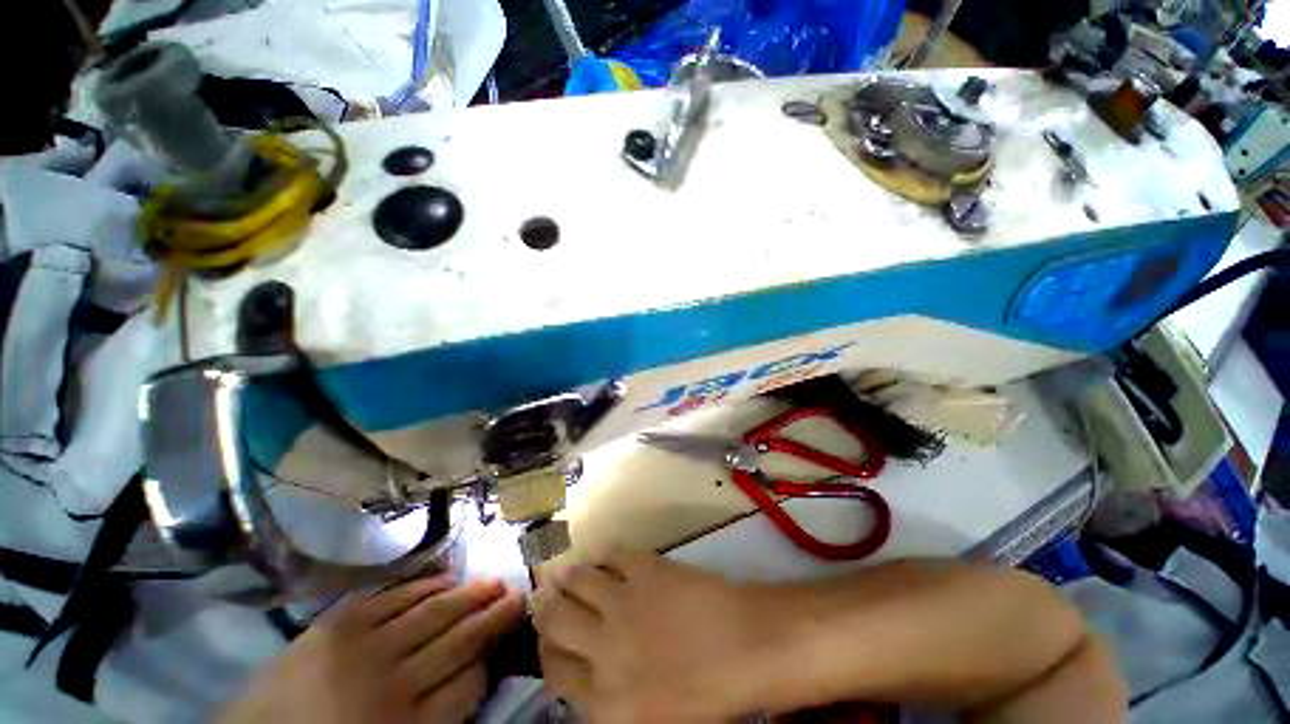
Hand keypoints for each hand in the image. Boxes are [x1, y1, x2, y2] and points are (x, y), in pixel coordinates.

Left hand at [222, 577, 525, 723]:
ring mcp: (363, 647)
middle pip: (457, 640)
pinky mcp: (338, 623)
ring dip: (468, 595)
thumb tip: (474, 675)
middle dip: (492, 615)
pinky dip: (424, 585)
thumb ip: (437, 715)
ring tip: (493, 579)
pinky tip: (445, 577)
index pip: (468, 684)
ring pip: (433, 613)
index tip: (507, 637)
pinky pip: (394, 597)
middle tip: (518, 592)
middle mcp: (391, 683)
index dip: (490, 657)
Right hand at [534, 552, 764, 721]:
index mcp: (603, 700)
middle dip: (546, 609)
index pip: (554, 671)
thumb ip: (609, 704)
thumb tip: (586, 675)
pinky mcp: (643, 568)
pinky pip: (611, 554)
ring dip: (567, 576)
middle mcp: (602, 650)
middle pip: (555, 620)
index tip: (548, 639)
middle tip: (548, 600)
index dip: (546, 651)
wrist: (746, 646)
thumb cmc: (708, 697)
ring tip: (564, 573)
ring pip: (577, 581)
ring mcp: (622, 602)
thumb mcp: (651, 721)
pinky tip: (599, 554)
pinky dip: (601, 553)